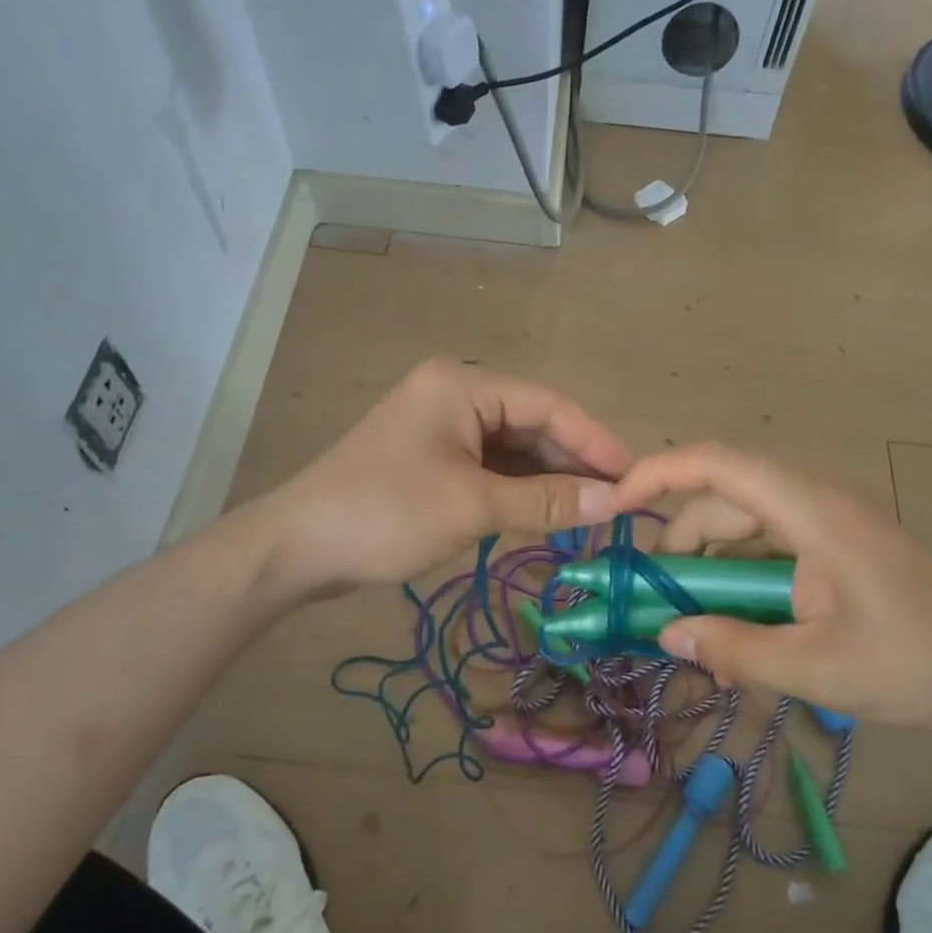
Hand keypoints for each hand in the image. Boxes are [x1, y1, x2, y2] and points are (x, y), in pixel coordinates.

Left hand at [267, 359, 628, 595]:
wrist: (296, 547)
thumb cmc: (387, 514)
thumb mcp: (473, 506)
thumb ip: (547, 502)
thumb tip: (615, 502)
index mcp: (463, 385)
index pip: (549, 406)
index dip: (595, 441)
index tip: (635, 478)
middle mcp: (454, 394)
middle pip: (532, 425)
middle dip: (572, 464)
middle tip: (616, 504)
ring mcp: (439, 427)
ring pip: (511, 449)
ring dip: (546, 481)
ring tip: (589, 515)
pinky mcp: (429, 458)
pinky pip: (488, 467)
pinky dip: (517, 491)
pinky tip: (545, 515)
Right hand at [607, 443, 931, 745]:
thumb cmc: (923, 666)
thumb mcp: (817, 668)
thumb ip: (734, 649)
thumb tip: (665, 634)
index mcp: (808, 511)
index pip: (715, 464)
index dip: (656, 474)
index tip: (612, 508)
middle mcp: (812, 505)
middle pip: (721, 501)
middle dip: (679, 549)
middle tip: (657, 609)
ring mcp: (826, 529)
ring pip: (742, 531)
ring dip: (711, 575)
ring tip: (701, 638)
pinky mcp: (836, 554)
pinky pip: (769, 556)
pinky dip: (742, 588)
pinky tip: (742, 639)